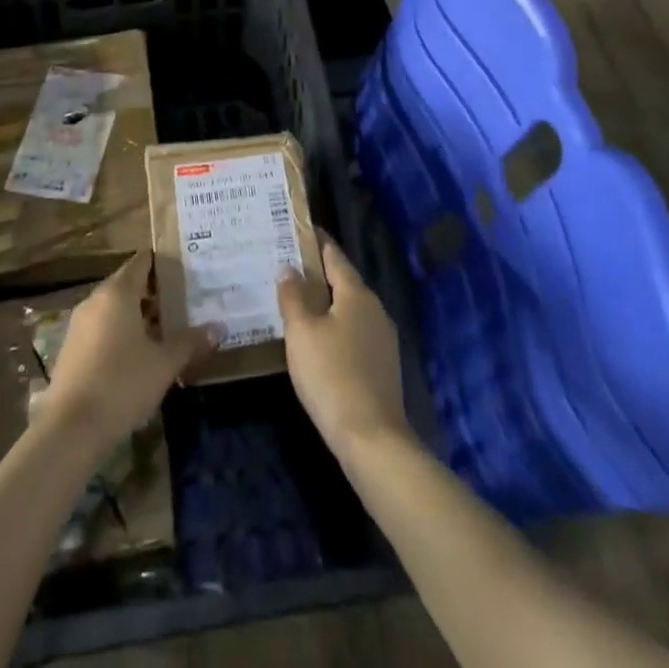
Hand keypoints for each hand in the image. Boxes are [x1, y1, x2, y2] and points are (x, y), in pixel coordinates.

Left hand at [33, 252, 215, 451]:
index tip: (186, 267)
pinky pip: (102, 327)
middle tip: (184, 301)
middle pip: (128, 284)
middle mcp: (96, 299)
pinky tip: (140, 354)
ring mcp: (79, 324)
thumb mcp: (164, 364)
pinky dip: (121, 331)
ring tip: (167, 329)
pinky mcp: (72, 348)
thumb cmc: (122, 384)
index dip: (163, 262)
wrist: (70, 429)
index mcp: (117, 292)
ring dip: (138, 314)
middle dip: (155, 292)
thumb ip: (190, 342)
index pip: (142, 262)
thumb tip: (219, 327)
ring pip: (115, 308)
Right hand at [278, 233, 410, 461]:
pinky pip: (353, 332)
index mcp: (357, 294)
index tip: (297, 228)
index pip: (334, 255)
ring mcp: (382, 338)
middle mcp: (374, 309)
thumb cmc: (332, 376)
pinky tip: (316, 339)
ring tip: (295, 301)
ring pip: (348, 309)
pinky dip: (334, 327)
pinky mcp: (382, 365)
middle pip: (342, 281)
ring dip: (325, 303)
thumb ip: (293, 297)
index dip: (315, 241)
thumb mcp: (302, 333)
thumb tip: (288, 268)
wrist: (372, 440)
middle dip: (316, 273)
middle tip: (286, 266)